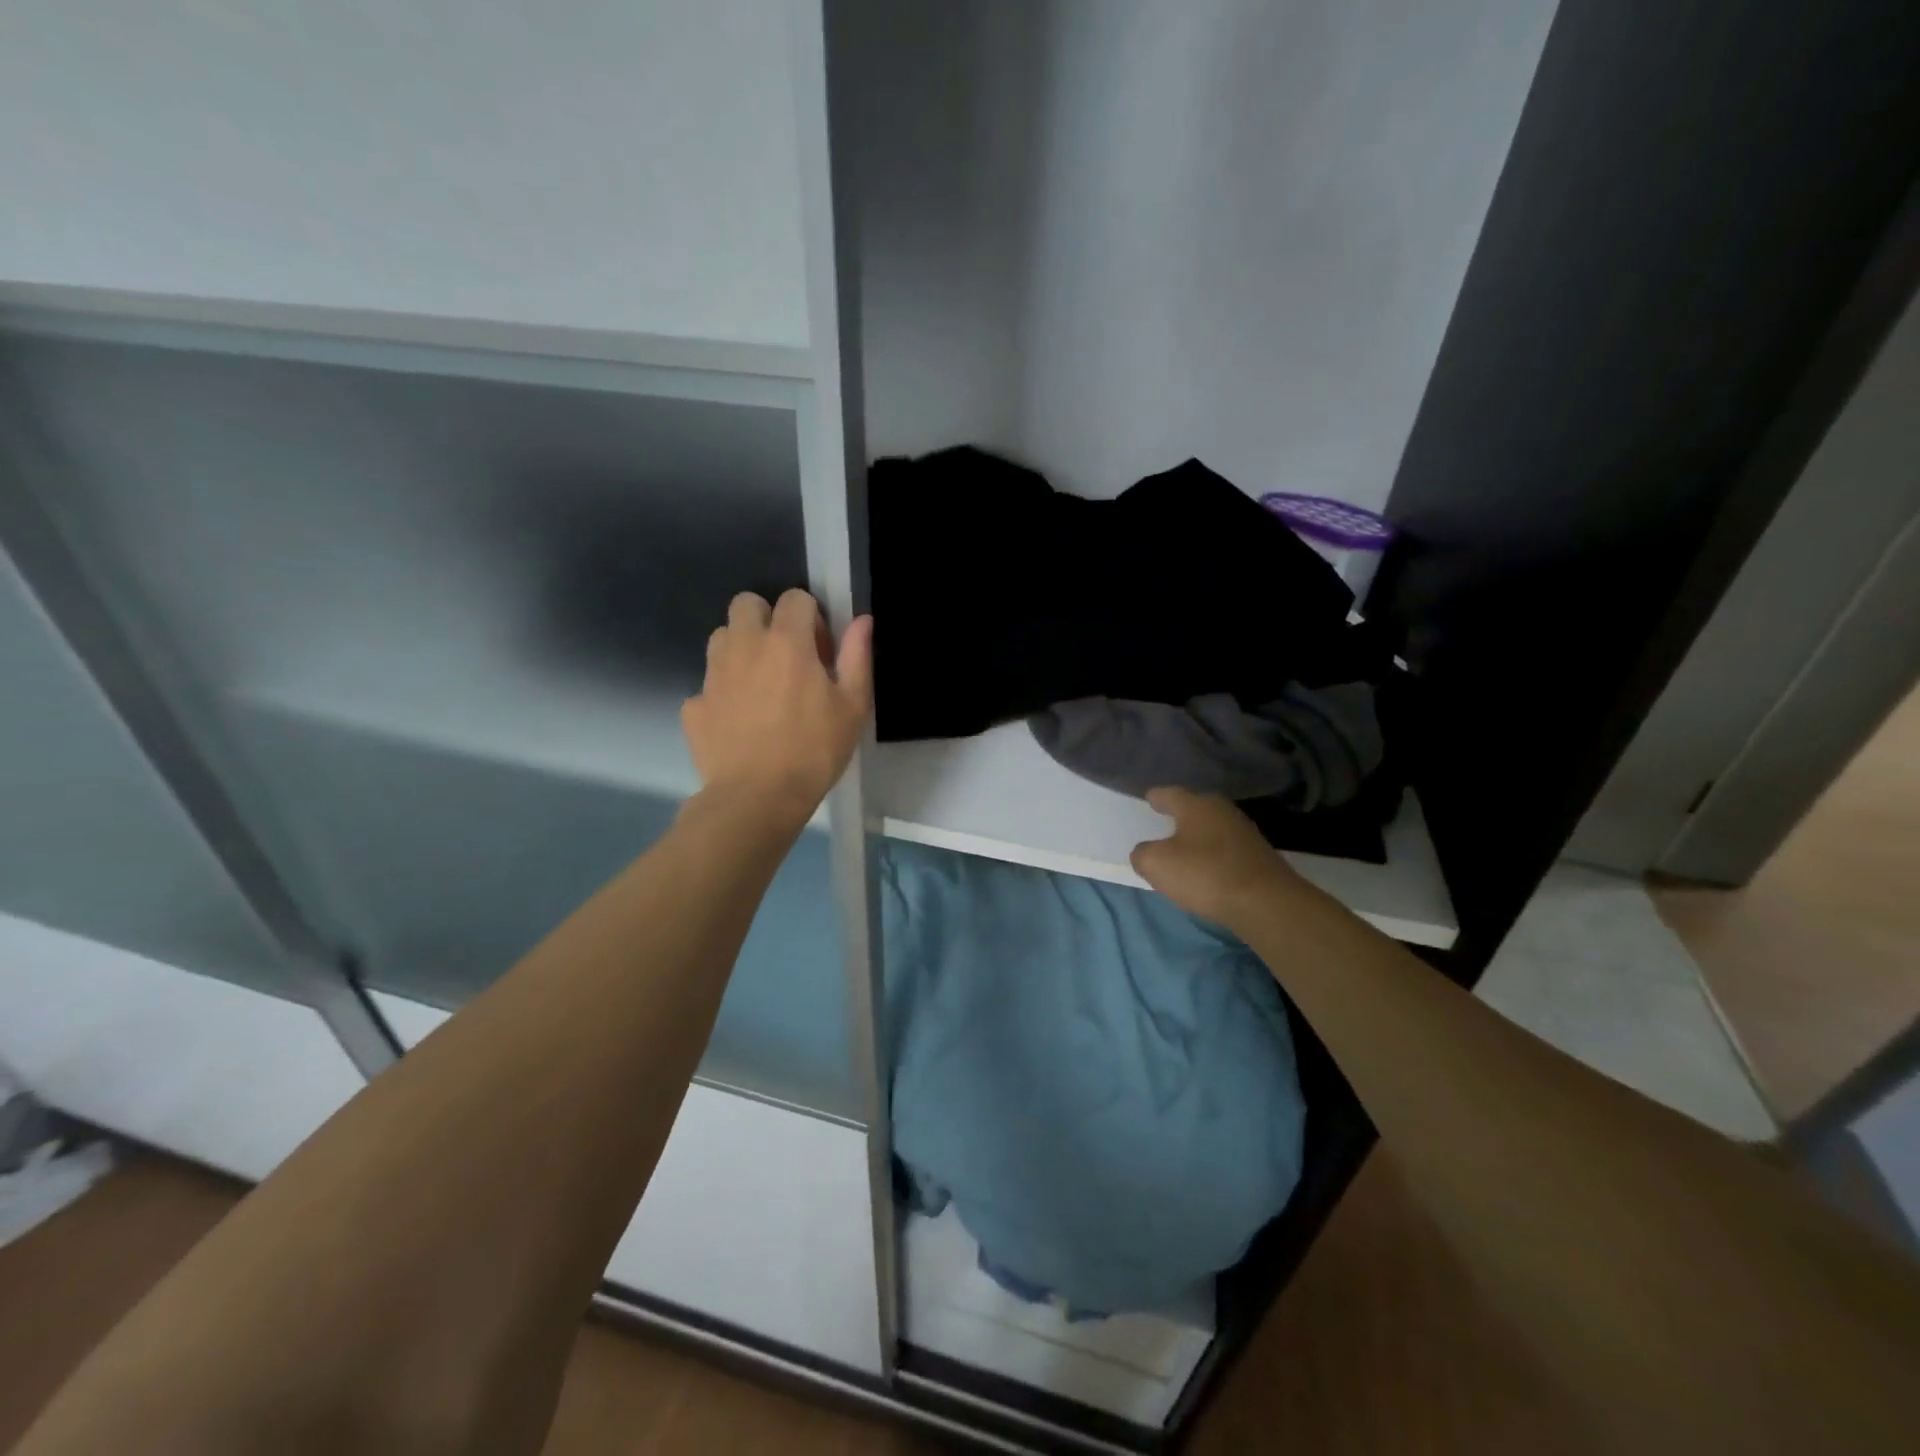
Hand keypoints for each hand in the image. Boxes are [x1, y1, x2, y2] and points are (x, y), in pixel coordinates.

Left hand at [681, 589, 872, 821]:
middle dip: (766, 618)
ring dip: (741, 649)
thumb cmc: (814, 750)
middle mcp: (744, 646)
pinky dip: (722, 694)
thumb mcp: (852, 706)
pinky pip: (707, 684)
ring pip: (721, 637)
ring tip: (760, 686)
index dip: (811, 619)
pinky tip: (739, 723)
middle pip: (746, 603)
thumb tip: (861, 621)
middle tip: (785, 657)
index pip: (795, 598)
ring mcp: (713, 674)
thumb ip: (857, 657)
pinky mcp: (693, 705)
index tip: (820, 652)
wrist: (757, 798)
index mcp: (787, 642)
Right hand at [1130, 787, 1297, 928]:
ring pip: (1213, 828)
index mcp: (1196, 805)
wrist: (1266, 903)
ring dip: (1198, 836)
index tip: (1149, 798)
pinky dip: (1213, 855)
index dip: (1157, 797)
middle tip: (1164, 821)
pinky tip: (1207, 869)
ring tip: (1183, 848)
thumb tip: (1145, 852)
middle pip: (1195, 808)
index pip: (1170, 793)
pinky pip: (1226, 849)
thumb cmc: (1205, 874)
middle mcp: (1222, 811)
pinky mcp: (1259, 857)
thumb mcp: (1157, 865)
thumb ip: (1142, 854)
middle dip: (1180, 814)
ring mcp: (1245, 833)